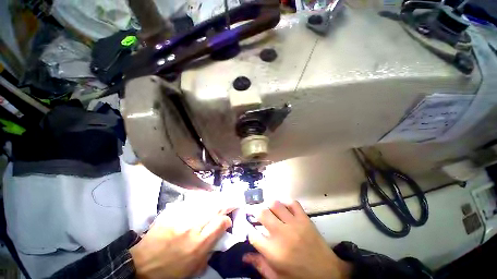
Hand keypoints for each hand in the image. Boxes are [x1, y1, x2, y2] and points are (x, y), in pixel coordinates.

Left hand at [130, 201, 233, 278]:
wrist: (142, 264)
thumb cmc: (170, 269)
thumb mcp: (194, 267)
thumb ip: (210, 249)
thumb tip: (221, 232)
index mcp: (199, 244)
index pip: (221, 223)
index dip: (228, 219)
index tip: (228, 220)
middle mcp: (192, 227)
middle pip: (215, 208)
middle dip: (226, 202)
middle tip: (232, 199)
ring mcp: (182, 217)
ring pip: (206, 201)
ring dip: (216, 198)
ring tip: (220, 197)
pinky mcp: (173, 212)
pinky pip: (192, 201)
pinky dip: (201, 199)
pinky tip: (204, 199)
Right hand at [243, 201, 351, 278]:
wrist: (328, 274)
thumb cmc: (299, 277)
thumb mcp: (277, 277)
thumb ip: (260, 265)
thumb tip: (244, 256)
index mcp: (273, 252)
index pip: (253, 234)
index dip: (249, 230)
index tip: (250, 228)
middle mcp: (281, 234)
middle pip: (262, 213)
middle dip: (256, 212)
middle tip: (257, 214)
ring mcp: (294, 224)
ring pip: (276, 204)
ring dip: (269, 205)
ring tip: (269, 209)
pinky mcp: (305, 219)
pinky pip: (292, 203)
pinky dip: (286, 202)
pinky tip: (284, 207)